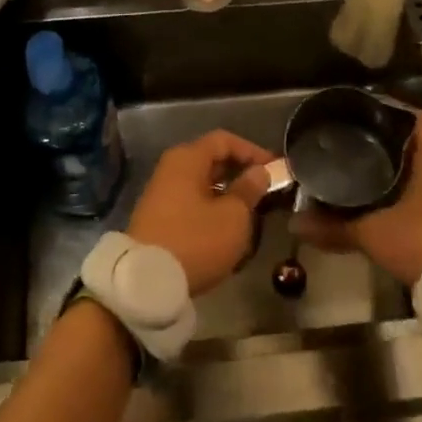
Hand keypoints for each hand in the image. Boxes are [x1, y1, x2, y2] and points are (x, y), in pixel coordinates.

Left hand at [126, 129, 275, 295]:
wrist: (146, 282)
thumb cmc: (196, 241)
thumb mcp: (233, 216)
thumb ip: (248, 189)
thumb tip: (258, 172)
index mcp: (187, 159)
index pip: (224, 140)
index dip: (253, 151)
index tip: (275, 169)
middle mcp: (170, 169)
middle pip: (211, 160)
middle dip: (240, 173)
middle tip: (266, 191)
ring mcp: (161, 194)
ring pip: (202, 184)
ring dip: (227, 193)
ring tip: (252, 212)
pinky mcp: (158, 218)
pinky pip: (191, 202)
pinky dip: (211, 208)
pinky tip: (226, 228)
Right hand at [292, 111, 421, 284]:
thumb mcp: (372, 233)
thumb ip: (333, 227)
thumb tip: (295, 223)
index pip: (415, 119)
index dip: (391, 112)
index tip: (365, 114)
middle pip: (421, 147)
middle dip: (392, 146)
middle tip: (359, 147)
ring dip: (407, 174)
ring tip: (372, 176)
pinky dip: (418, 198)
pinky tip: (396, 208)